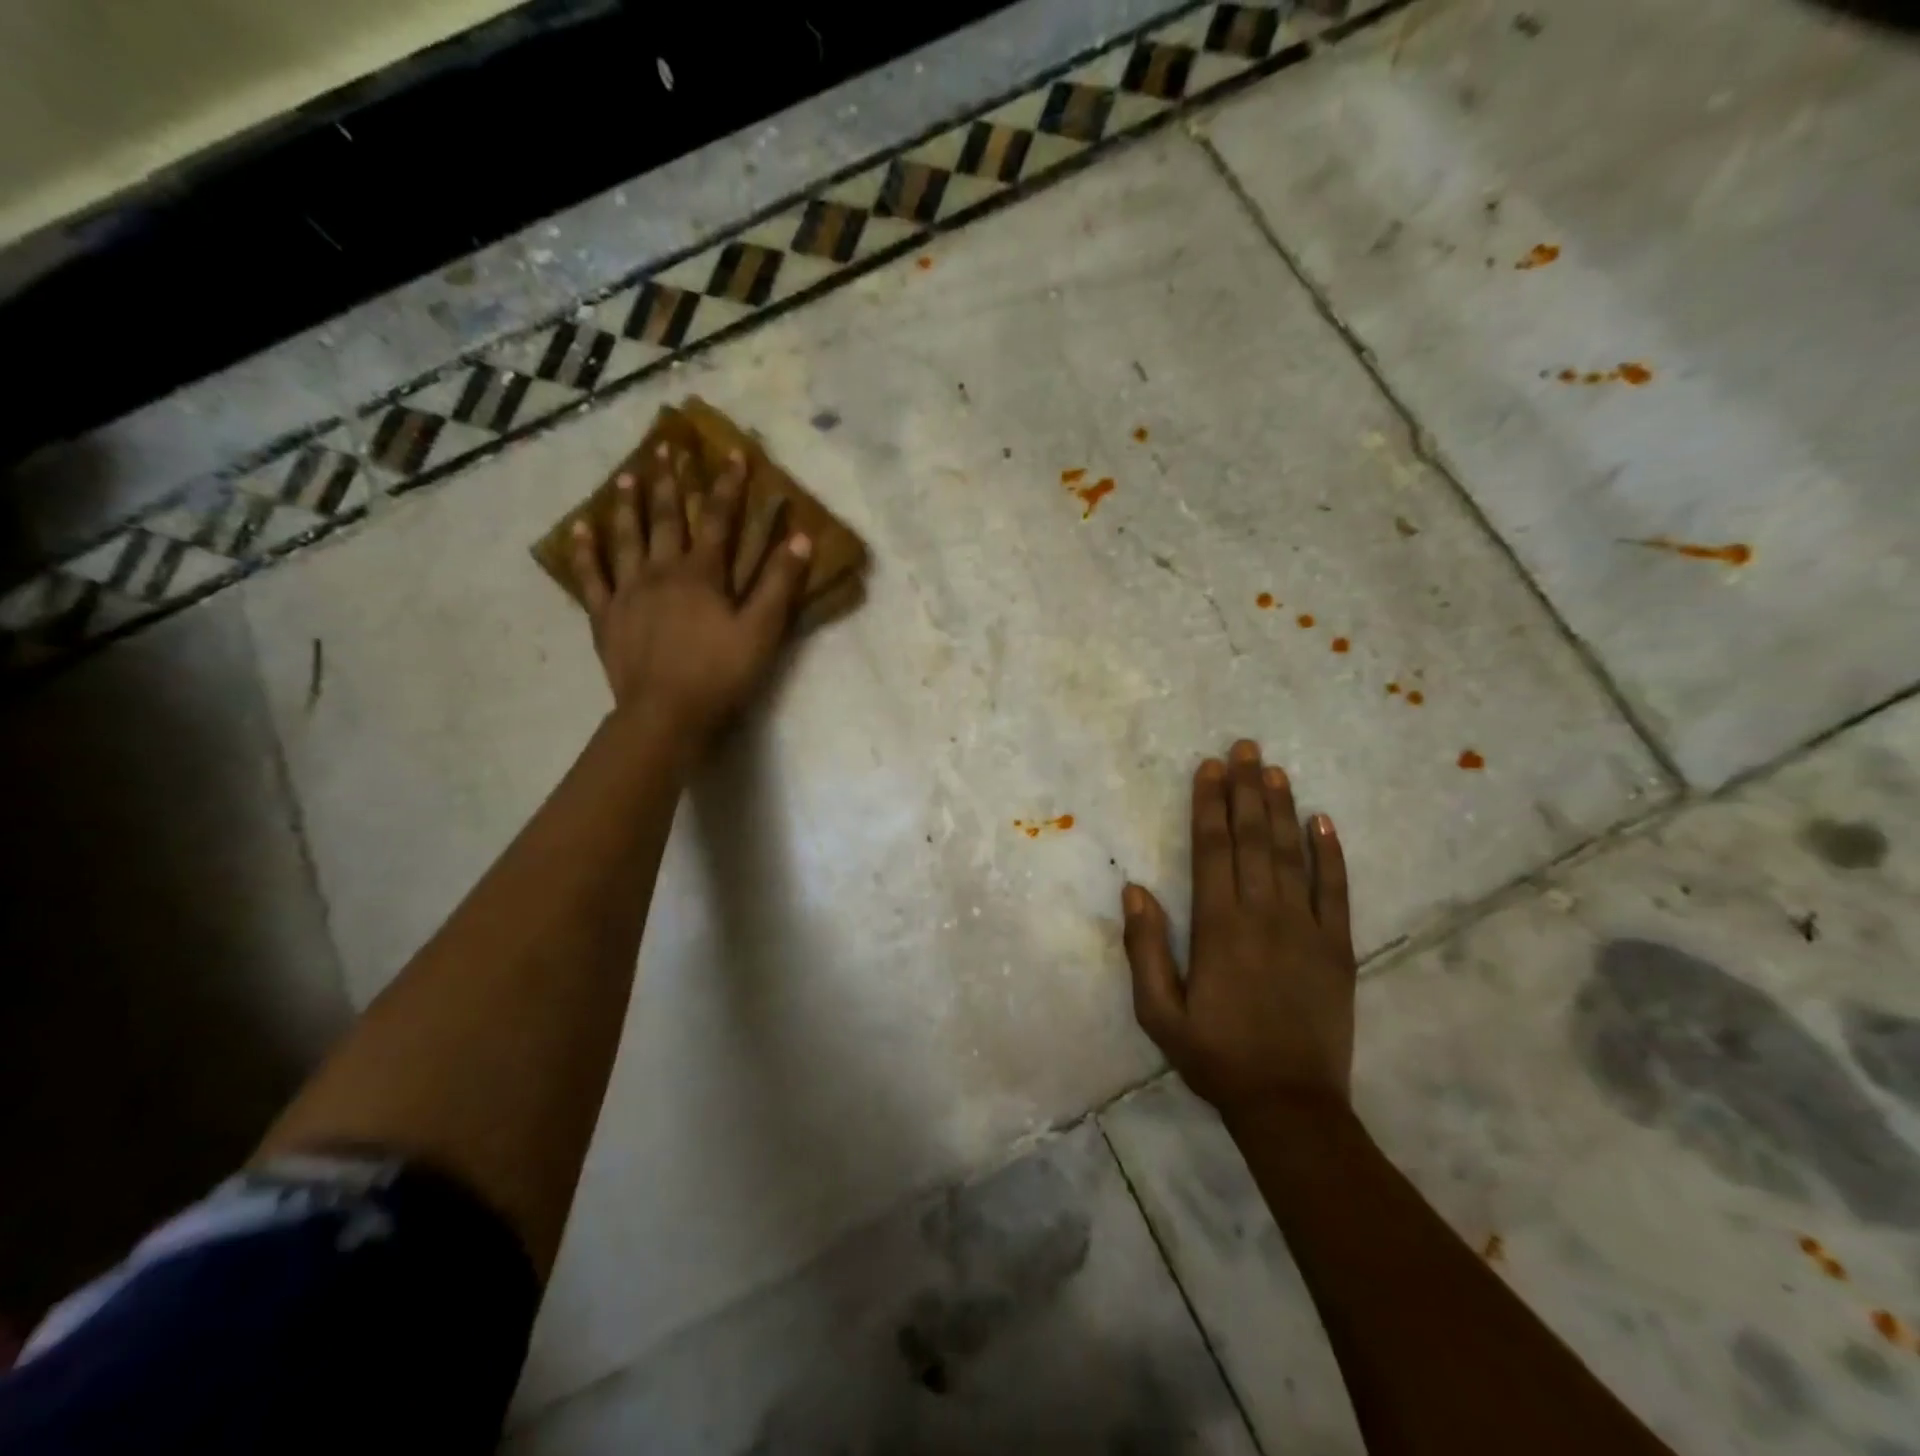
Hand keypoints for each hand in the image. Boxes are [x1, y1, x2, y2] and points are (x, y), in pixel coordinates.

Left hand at [569, 442, 811, 738]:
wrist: (666, 714)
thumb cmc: (721, 674)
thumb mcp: (762, 631)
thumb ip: (780, 584)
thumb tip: (801, 538)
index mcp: (702, 574)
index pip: (717, 518)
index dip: (727, 484)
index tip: (731, 452)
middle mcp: (661, 571)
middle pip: (664, 517)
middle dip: (669, 480)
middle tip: (665, 447)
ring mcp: (628, 592)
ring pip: (626, 537)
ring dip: (627, 504)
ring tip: (627, 474)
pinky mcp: (606, 616)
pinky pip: (591, 577)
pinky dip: (584, 551)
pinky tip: (578, 528)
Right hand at [1122, 739, 1356, 1121]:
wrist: (1289, 1105)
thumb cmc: (1215, 1057)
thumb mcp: (1158, 1012)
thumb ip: (1145, 947)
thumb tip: (1135, 888)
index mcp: (1218, 927)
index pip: (1212, 850)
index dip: (1209, 804)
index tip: (1208, 768)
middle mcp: (1263, 915)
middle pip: (1253, 839)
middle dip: (1245, 789)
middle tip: (1244, 747)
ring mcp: (1307, 928)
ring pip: (1292, 854)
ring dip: (1282, 808)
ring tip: (1274, 769)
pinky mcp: (1339, 947)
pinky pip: (1337, 890)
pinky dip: (1332, 853)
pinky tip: (1324, 821)